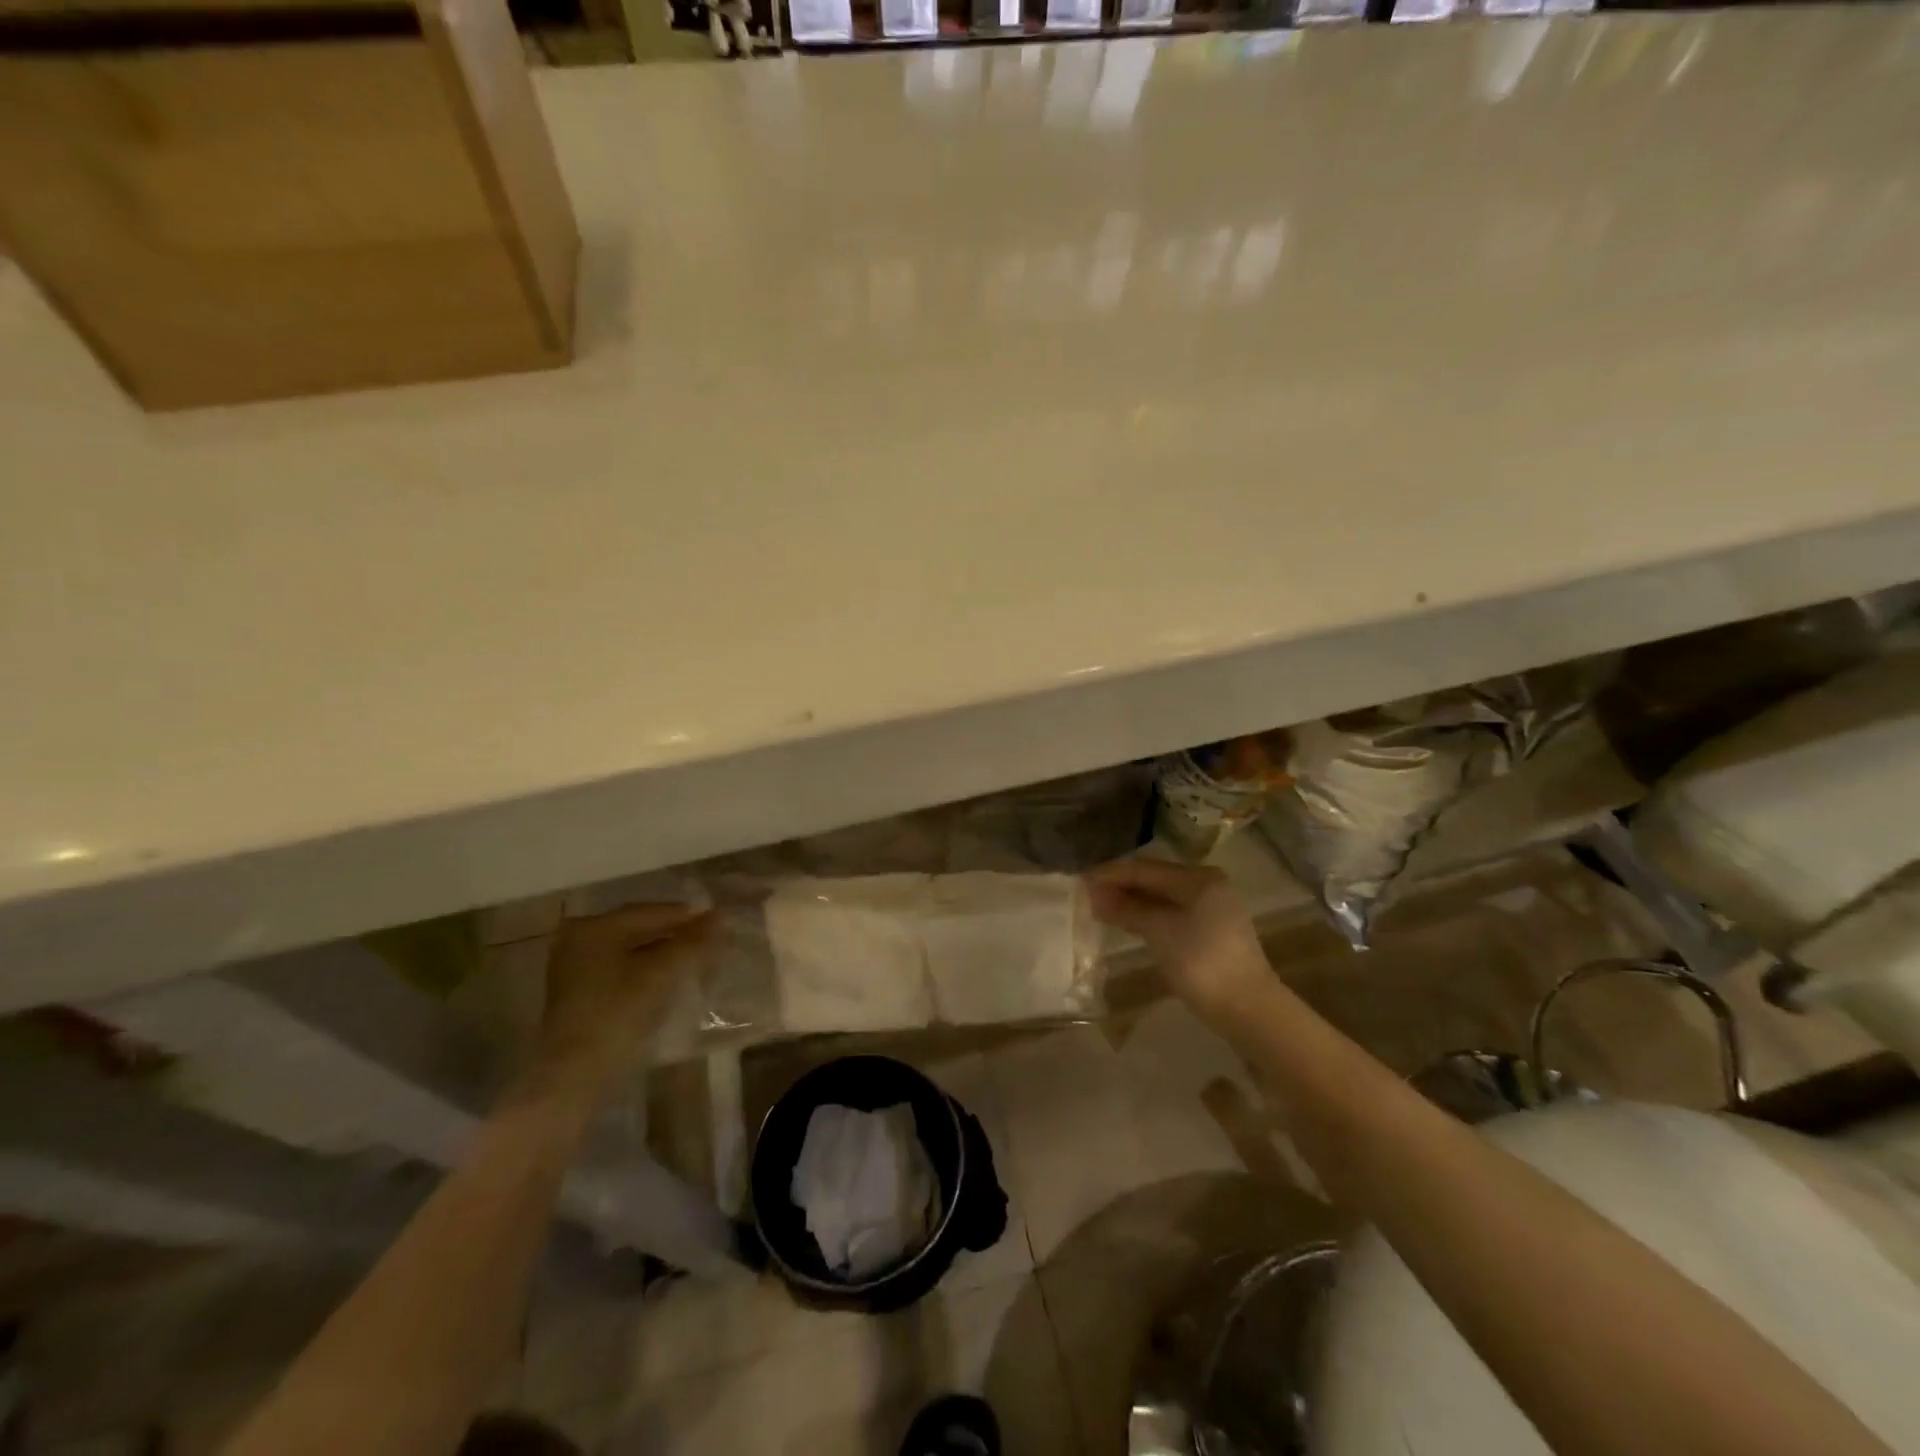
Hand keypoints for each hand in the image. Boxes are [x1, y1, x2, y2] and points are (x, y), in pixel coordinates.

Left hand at [534, 903, 710, 1101]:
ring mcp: (574, 968)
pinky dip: (647, 967)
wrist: (574, 1077)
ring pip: (631, 949)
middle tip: (710, 938)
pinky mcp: (579, 993)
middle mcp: (578, 940)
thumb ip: (692, 942)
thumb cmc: (617, 1016)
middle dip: (675, 933)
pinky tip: (669, 976)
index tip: (719, 920)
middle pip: (638, 929)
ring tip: (696, 956)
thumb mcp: (661, 974)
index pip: (649, 912)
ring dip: (663, 951)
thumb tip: (720, 916)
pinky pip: (621, 968)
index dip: (686, 916)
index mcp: (593, 928)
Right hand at [1085, 859, 1272, 1028]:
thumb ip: (1126, 909)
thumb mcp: (1159, 932)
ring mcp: (1213, 908)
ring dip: (1133, 902)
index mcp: (1198, 878)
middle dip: (1121, 887)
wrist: (1248, 1009)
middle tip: (1088, 897)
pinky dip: (1149, 915)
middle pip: (1155, 879)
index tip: (1081, 882)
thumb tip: (1094, 895)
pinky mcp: (1213, 931)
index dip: (1111, 875)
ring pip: (1163, 897)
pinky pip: (1173, 913)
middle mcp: (1207, 885)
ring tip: (1103, 910)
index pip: (1145, 868)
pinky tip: (1131, 924)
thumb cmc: (1201, 963)